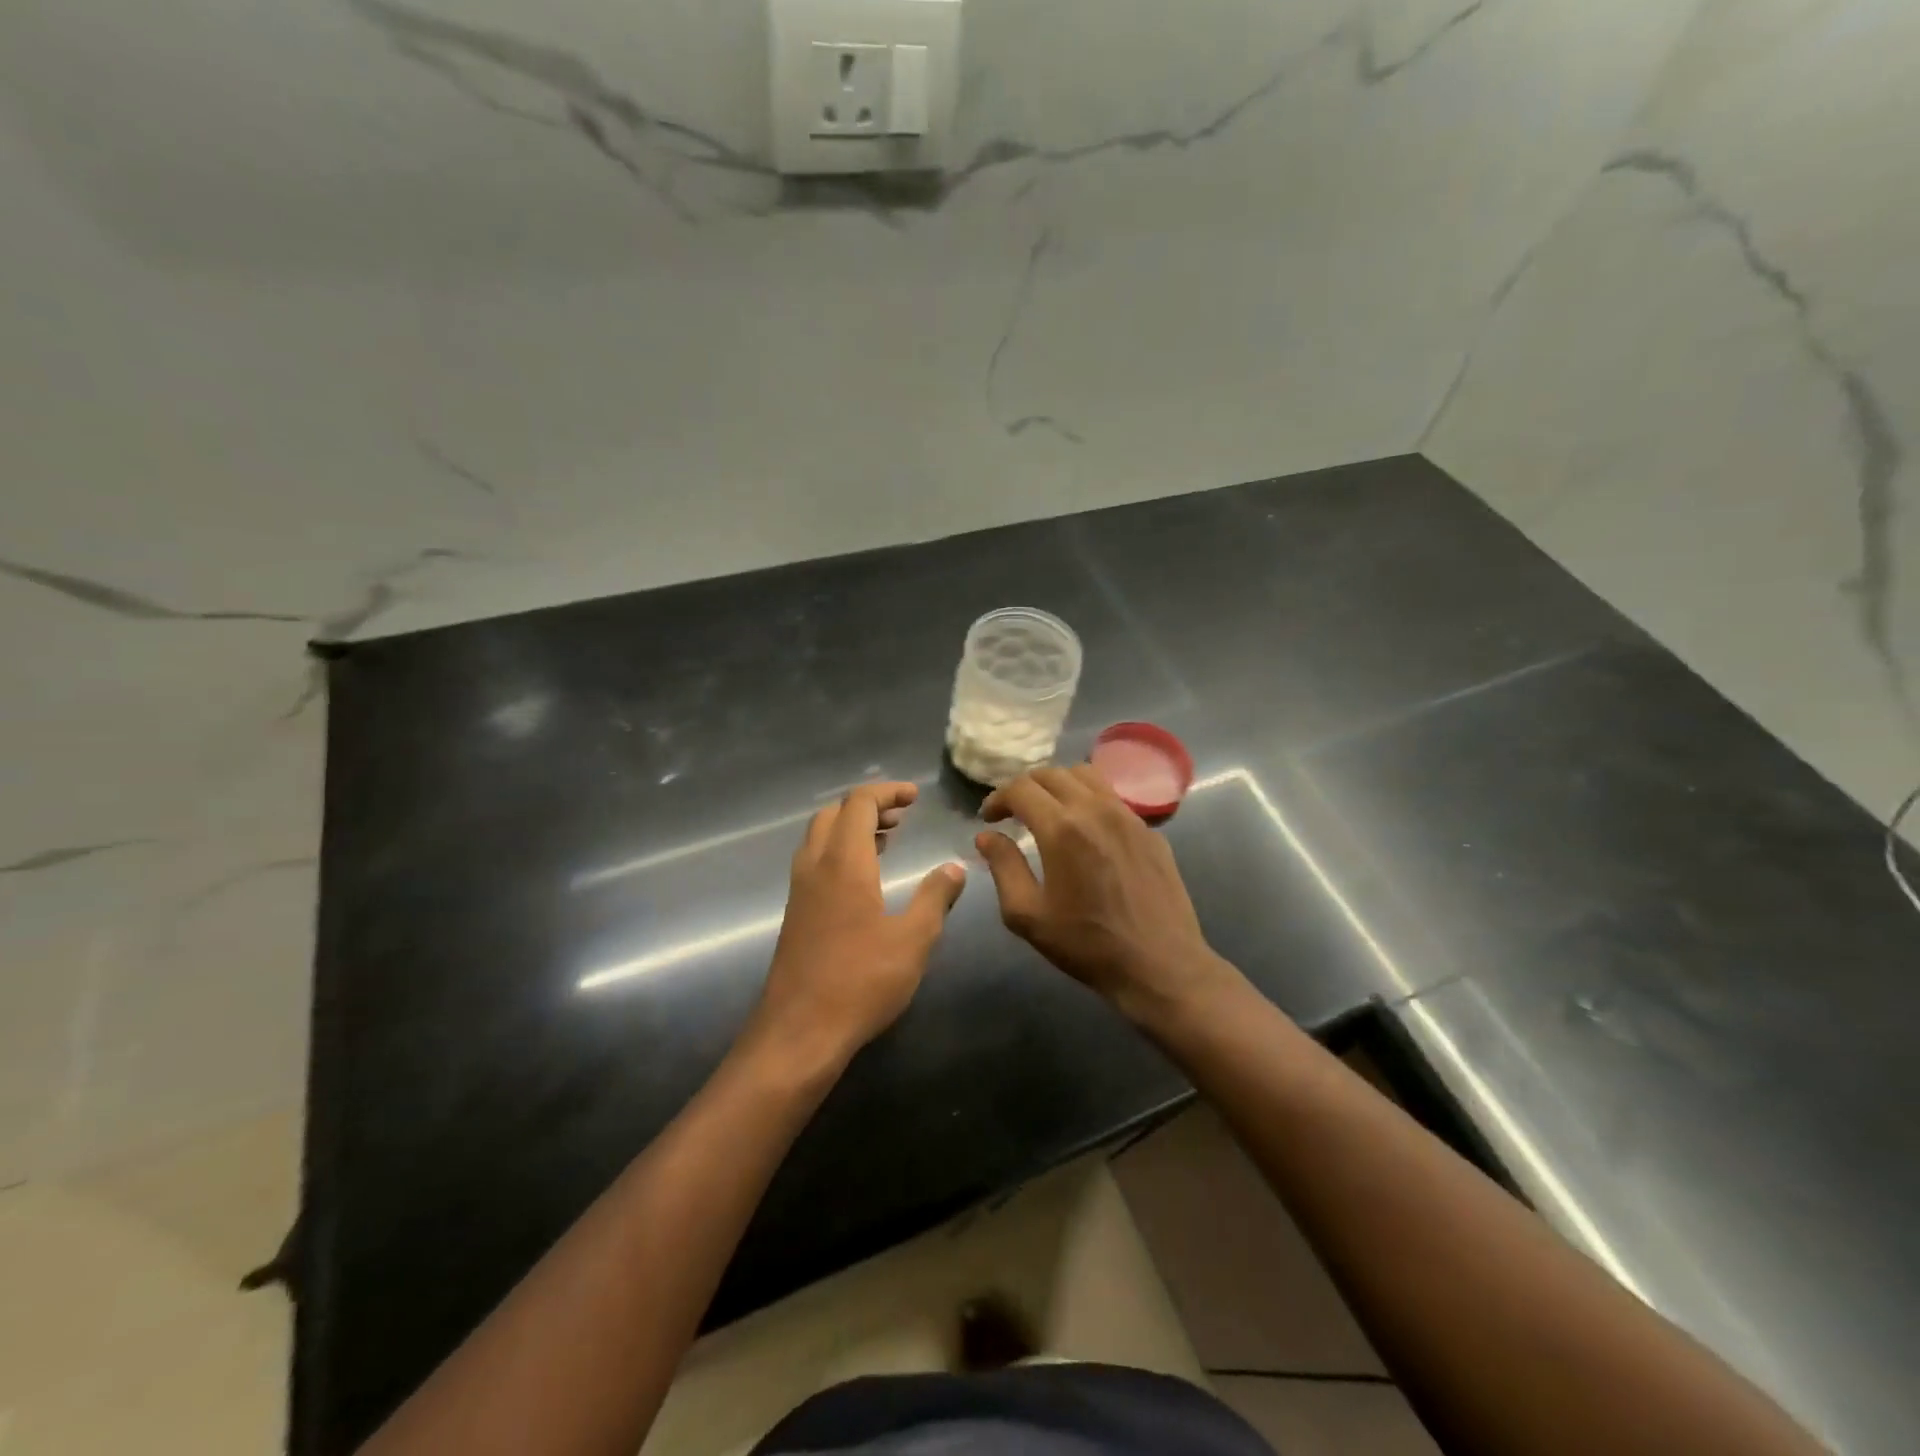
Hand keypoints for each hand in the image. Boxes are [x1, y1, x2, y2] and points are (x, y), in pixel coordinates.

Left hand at [748, 782, 965, 1071]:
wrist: (799, 1032)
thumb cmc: (861, 981)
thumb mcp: (913, 940)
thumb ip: (935, 898)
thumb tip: (955, 868)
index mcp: (844, 863)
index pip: (859, 803)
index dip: (887, 792)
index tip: (915, 796)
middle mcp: (815, 866)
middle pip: (834, 813)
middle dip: (868, 805)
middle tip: (903, 816)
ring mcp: (800, 890)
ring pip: (819, 836)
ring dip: (851, 827)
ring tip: (888, 839)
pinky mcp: (795, 913)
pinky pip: (815, 861)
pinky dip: (840, 850)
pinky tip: (865, 878)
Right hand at [975, 766, 1238, 1025]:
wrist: (1159, 965)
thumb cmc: (1087, 944)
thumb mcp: (1028, 915)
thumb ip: (1003, 867)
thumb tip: (987, 836)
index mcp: (1062, 828)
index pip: (1021, 788)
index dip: (998, 798)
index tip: (988, 818)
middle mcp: (1096, 809)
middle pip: (1052, 774)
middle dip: (1025, 787)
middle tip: (1013, 812)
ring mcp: (1128, 816)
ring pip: (1086, 776)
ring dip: (1058, 785)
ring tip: (1048, 811)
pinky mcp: (1149, 830)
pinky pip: (1112, 797)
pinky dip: (1088, 799)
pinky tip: (1085, 830)